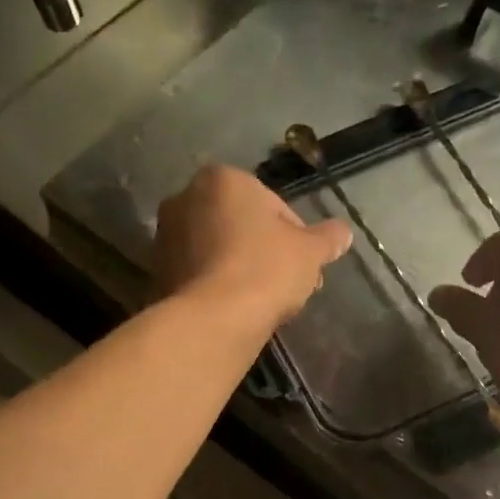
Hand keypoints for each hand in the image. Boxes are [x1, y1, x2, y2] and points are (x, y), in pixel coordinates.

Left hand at [153, 164, 351, 331]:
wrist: (212, 319)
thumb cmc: (265, 270)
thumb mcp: (309, 252)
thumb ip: (327, 238)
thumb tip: (344, 233)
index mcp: (223, 179)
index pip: (272, 204)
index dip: (295, 237)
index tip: (305, 265)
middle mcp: (185, 197)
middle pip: (240, 225)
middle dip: (264, 251)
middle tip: (287, 284)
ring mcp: (165, 236)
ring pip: (218, 249)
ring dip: (240, 268)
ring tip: (263, 301)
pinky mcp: (156, 272)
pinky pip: (199, 273)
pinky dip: (217, 286)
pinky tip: (236, 310)